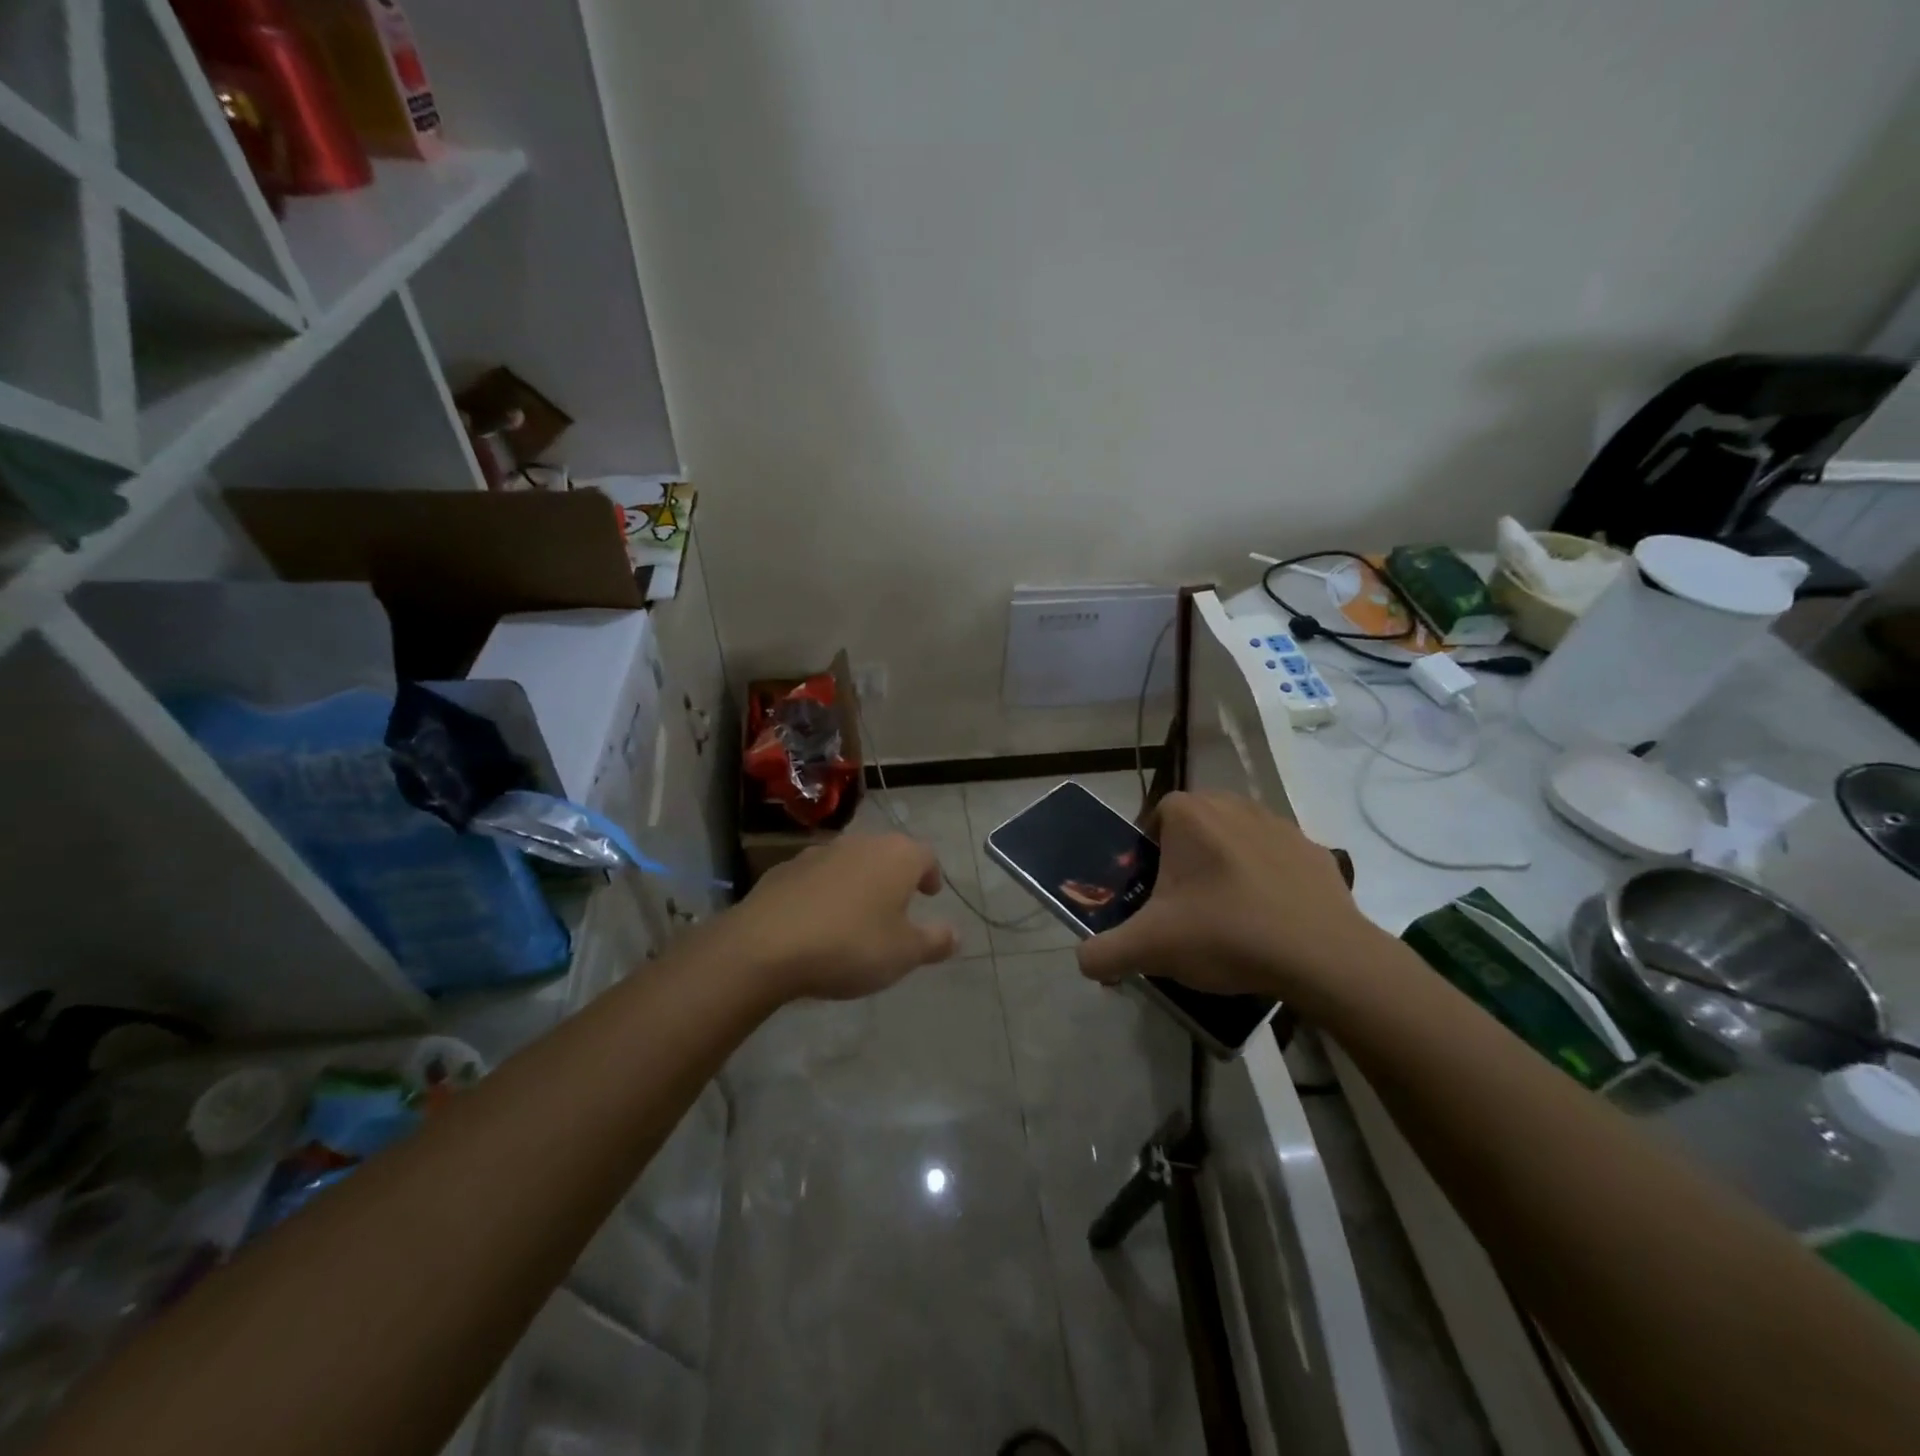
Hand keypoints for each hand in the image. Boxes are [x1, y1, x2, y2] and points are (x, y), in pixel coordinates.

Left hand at [722, 832, 959, 1002]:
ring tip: (857, 914)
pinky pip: (817, 877)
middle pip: (887, 853)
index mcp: (896, 856)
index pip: (926, 855)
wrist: (766, 945)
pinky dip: (825, 891)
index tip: (929, 895)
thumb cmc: (850, 946)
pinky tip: (818, 920)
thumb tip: (955, 934)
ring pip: (850, 862)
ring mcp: (819, 852)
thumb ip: (934, 941)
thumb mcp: (903, 954)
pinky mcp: (784, 868)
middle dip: (894, 876)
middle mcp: (860, 842)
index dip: (930, 874)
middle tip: (897, 905)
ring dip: (858, 882)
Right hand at [1077, 791, 1375, 1000]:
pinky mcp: (1315, 851)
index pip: (1153, 819)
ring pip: (1236, 840)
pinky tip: (1270, 922)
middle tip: (1185, 908)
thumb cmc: (1225, 934)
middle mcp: (1233, 804)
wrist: (1323, 957)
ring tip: (1229, 918)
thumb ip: (1103, 953)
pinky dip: (1268, 882)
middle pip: (1194, 827)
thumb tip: (1084, 961)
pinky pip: (1277, 861)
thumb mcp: (1149, 948)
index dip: (1147, 855)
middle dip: (1186, 861)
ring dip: (1226, 868)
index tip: (1152, 895)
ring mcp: (1280, 825)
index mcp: (1190, 814)